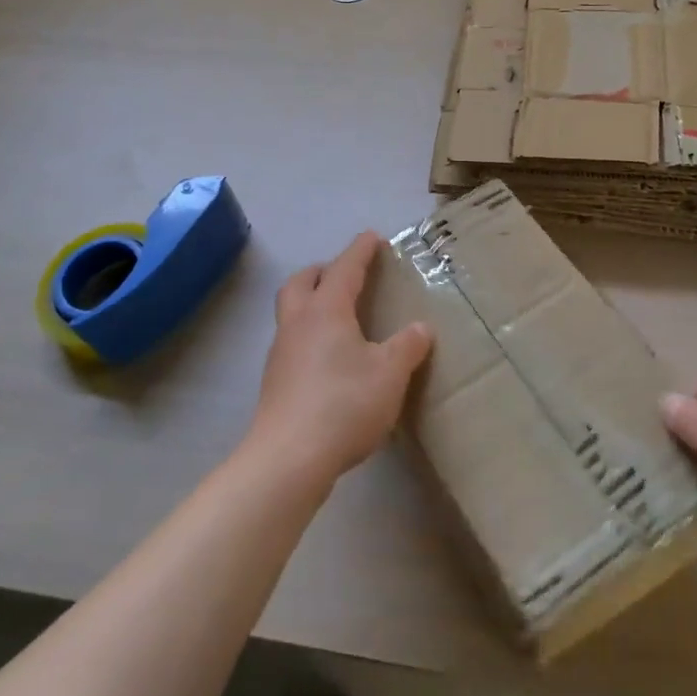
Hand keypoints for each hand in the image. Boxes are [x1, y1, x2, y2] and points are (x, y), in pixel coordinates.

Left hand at [248, 233, 432, 489]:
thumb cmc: (343, 404)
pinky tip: (329, 357)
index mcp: (326, 311)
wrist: (288, 458)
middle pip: (302, 282)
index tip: (372, 237)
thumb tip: (420, 328)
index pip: (345, 268)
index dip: (360, 251)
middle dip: (323, 271)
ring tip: (339, 314)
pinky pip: (292, 341)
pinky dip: (310, 334)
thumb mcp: (389, 374)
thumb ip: (407, 347)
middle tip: (345, 273)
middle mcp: (298, 324)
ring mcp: (281, 353)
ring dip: (312, 302)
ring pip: (292, 311)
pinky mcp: (276, 382)